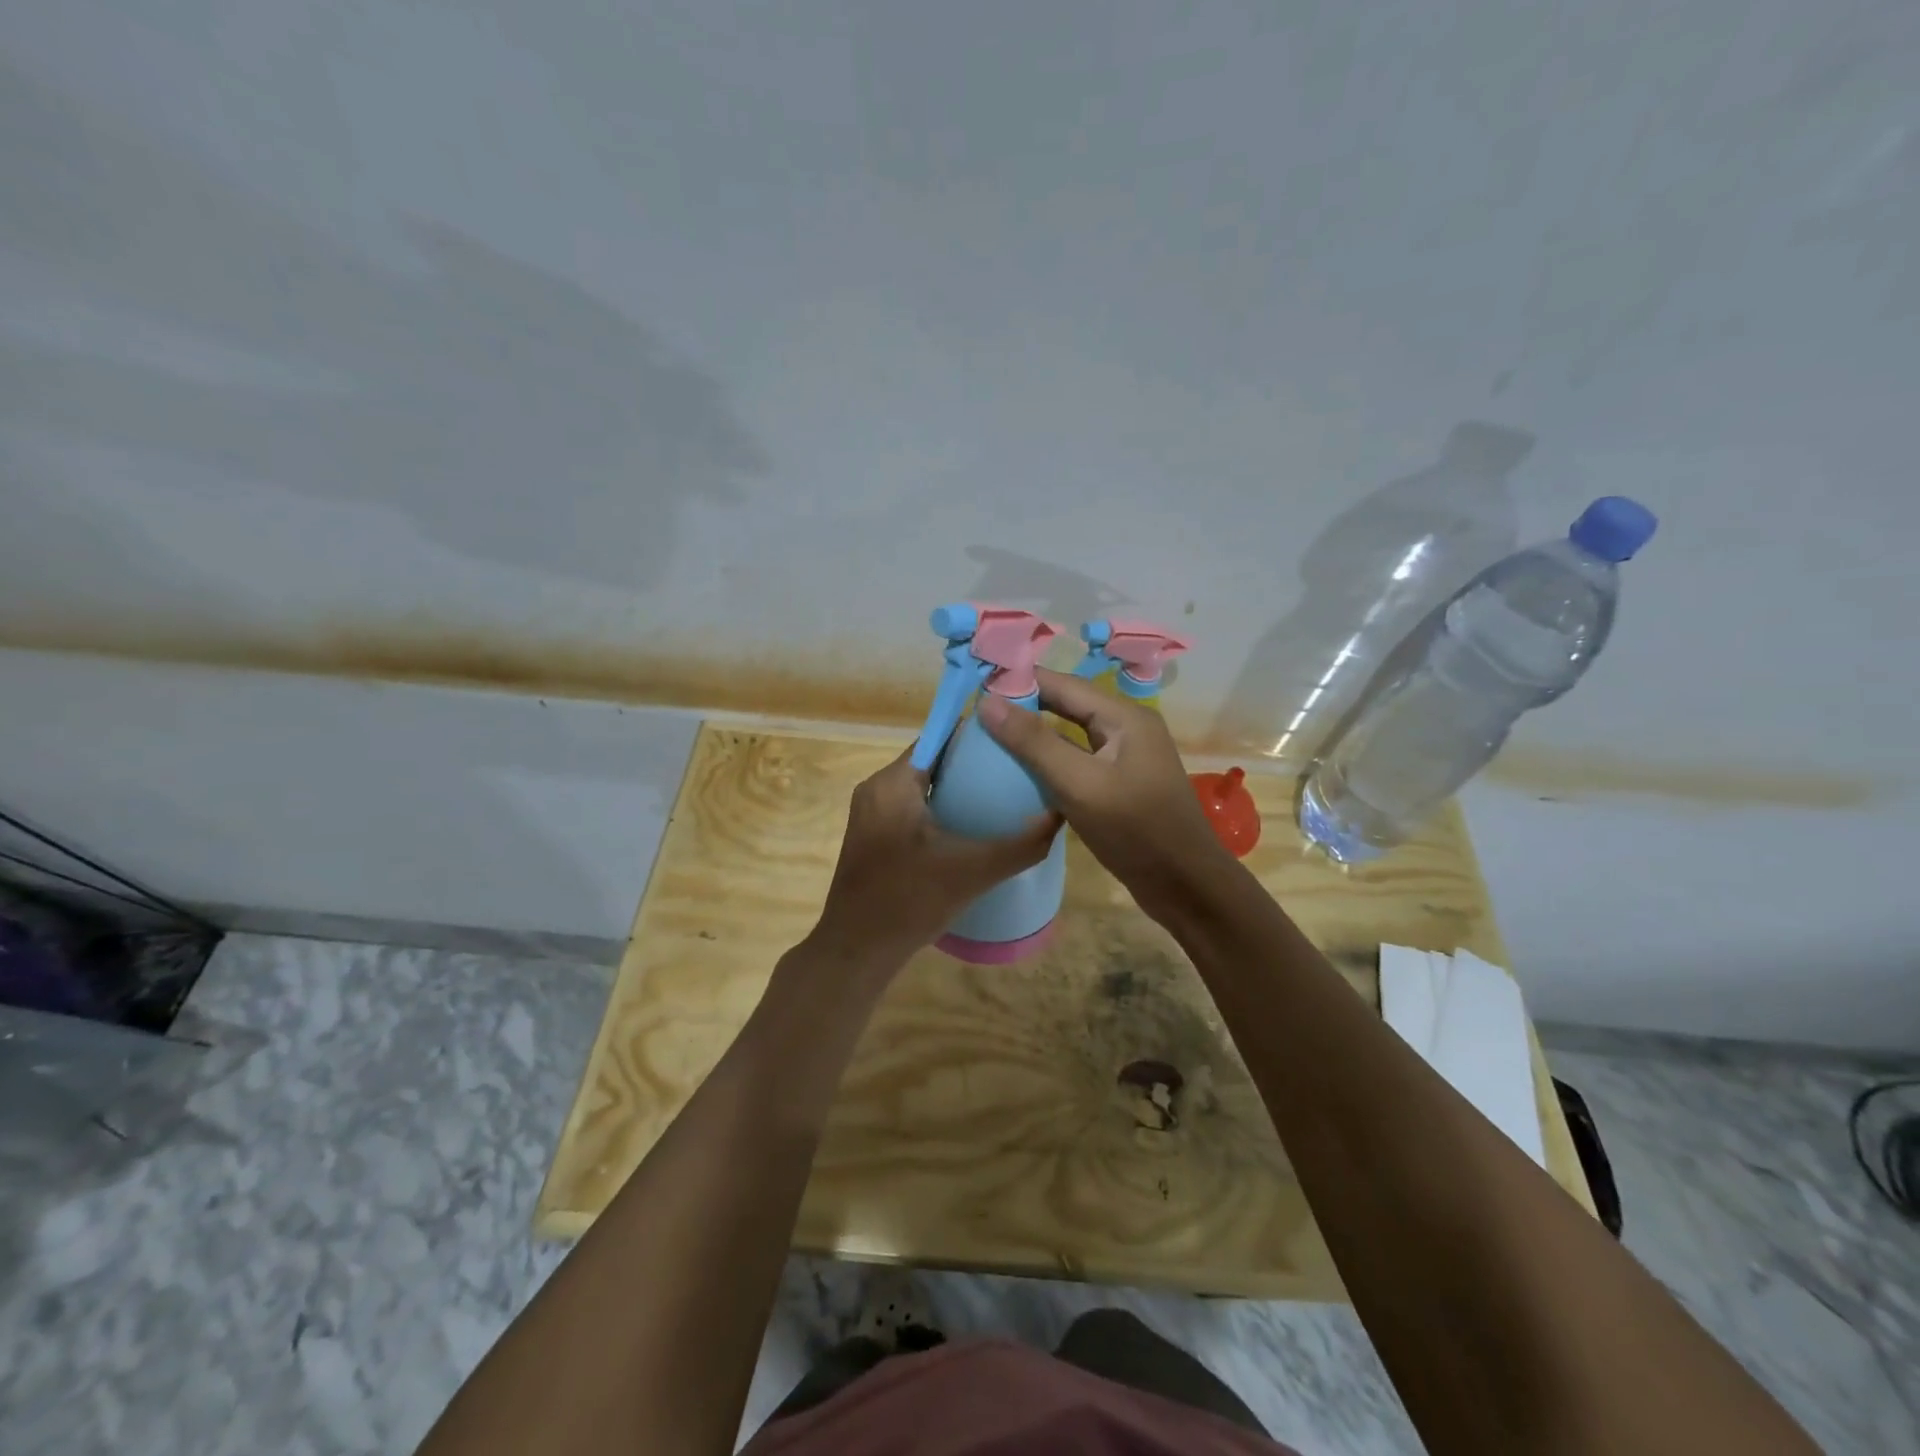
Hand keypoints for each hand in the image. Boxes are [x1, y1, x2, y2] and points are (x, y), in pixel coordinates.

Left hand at [809, 747, 1060, 969]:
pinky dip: (939, 809)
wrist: (856, 952)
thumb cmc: (910, 901)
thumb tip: (1061, 815)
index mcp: (893, 783)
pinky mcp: (871, 837)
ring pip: (921, 786)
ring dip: (956, 788)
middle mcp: (876, 788)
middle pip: (931, 760)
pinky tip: (969, 829)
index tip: (1013, 742)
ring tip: (1000, 798)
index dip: (977, 736)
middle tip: (1015, 773)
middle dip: (971, 764)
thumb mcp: (973, 871)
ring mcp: (869, 814)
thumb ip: (1021, 845)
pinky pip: (910, 807)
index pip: (939, 737)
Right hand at [977, 668, 1227, 917]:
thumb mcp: (1079, 784)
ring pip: (1071, 733)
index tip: (976, 687)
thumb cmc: (1135, 830)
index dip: (1020, 681)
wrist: (1185, 885)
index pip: (1062, 684)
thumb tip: (988, 702)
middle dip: (1024, 706)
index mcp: (1124, 716)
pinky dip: (1049, 760)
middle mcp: (1126, 727)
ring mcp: (1125, 756)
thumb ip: (1034, 742)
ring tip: (990, 738)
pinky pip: (1077, 759)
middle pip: (1067, 705)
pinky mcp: (1119, 783)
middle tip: (977, 714)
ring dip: (1034, 734)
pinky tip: (1020, 771)